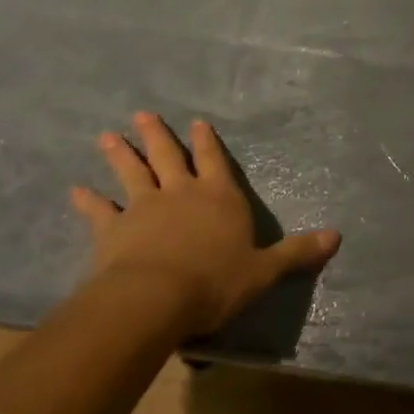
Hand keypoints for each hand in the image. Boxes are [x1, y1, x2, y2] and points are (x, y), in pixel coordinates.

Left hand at [70, 111, 339, 337]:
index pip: (214, 161)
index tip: (196, 123)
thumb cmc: (215, 281)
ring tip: (108, 135)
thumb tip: (338, 237)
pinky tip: (75, 189)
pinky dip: (87, 201)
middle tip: (143, 114)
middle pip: (169, 157)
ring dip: (121, 155)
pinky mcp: (112, 232)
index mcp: (219, 197)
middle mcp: (182, 194)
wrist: (155, 299)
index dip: (206, 142)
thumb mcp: (264, 270)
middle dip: (158, 135)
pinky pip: (98, 212)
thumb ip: (297, 252)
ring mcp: (144, 209)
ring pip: (133, 174)